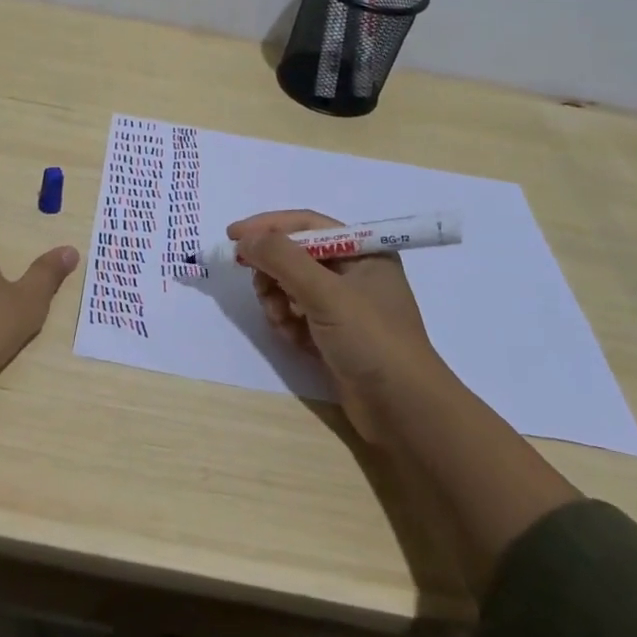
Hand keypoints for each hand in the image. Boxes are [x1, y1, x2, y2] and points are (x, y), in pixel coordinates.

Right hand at [229, 210, 443, 442]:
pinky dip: (287, 323)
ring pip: (291, 288)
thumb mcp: (325, 293)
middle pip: (296, 256)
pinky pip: (297, 315)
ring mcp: (344, 307)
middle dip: (273, 271)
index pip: (306, 225)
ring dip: (277, 300)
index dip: (268, 227)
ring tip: (281, 320)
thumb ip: (282, 259)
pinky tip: (291, 338)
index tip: (232, 236)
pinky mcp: (334, 336)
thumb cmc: (371, 339)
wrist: (404, 411)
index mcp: (363, 251)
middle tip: (260, 288)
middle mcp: (354, 273)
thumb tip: (245, 239)